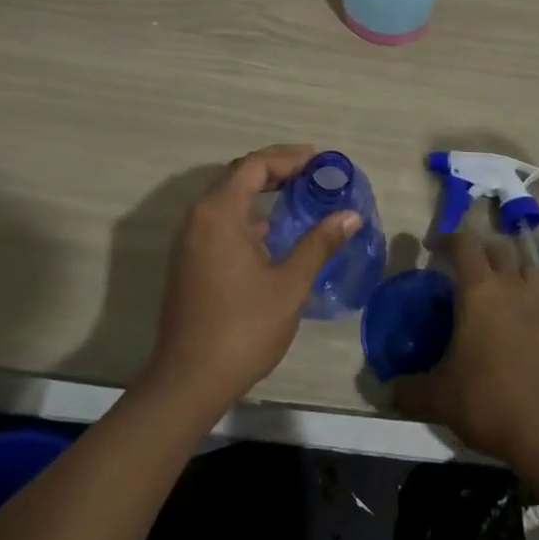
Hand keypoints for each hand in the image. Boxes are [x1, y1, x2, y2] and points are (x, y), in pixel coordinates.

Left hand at [140, 145, 361, 417]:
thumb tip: (350, 215)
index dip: (288, 157)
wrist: (188, 382)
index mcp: (219, 212)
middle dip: (275, 170)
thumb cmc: (242, 328)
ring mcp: (189, 239)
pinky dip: (247, 215)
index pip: (254, 166)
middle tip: (311, 173)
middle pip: (238, 176)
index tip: (318, 159)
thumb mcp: (289, 285)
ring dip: (260, 192)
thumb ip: (319, 244)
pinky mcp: (188, 260)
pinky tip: (271, 234)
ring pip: (227, 199)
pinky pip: (219, 220)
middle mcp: (198, 216)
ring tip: (297, 196)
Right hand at [395, 231, 538, 470]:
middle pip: (498, 249)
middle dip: (478, 250)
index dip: (447, 238)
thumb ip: (410, 389)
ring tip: (494, 286)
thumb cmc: (489, 400)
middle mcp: (512, 288)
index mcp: (480, 290)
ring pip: (526, 267)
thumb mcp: (439, 397)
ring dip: (510, 267)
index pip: (465, 244)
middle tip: (461, 268)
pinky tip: (517, 320)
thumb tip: (387, 390)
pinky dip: (527, 296)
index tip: (432, 247)